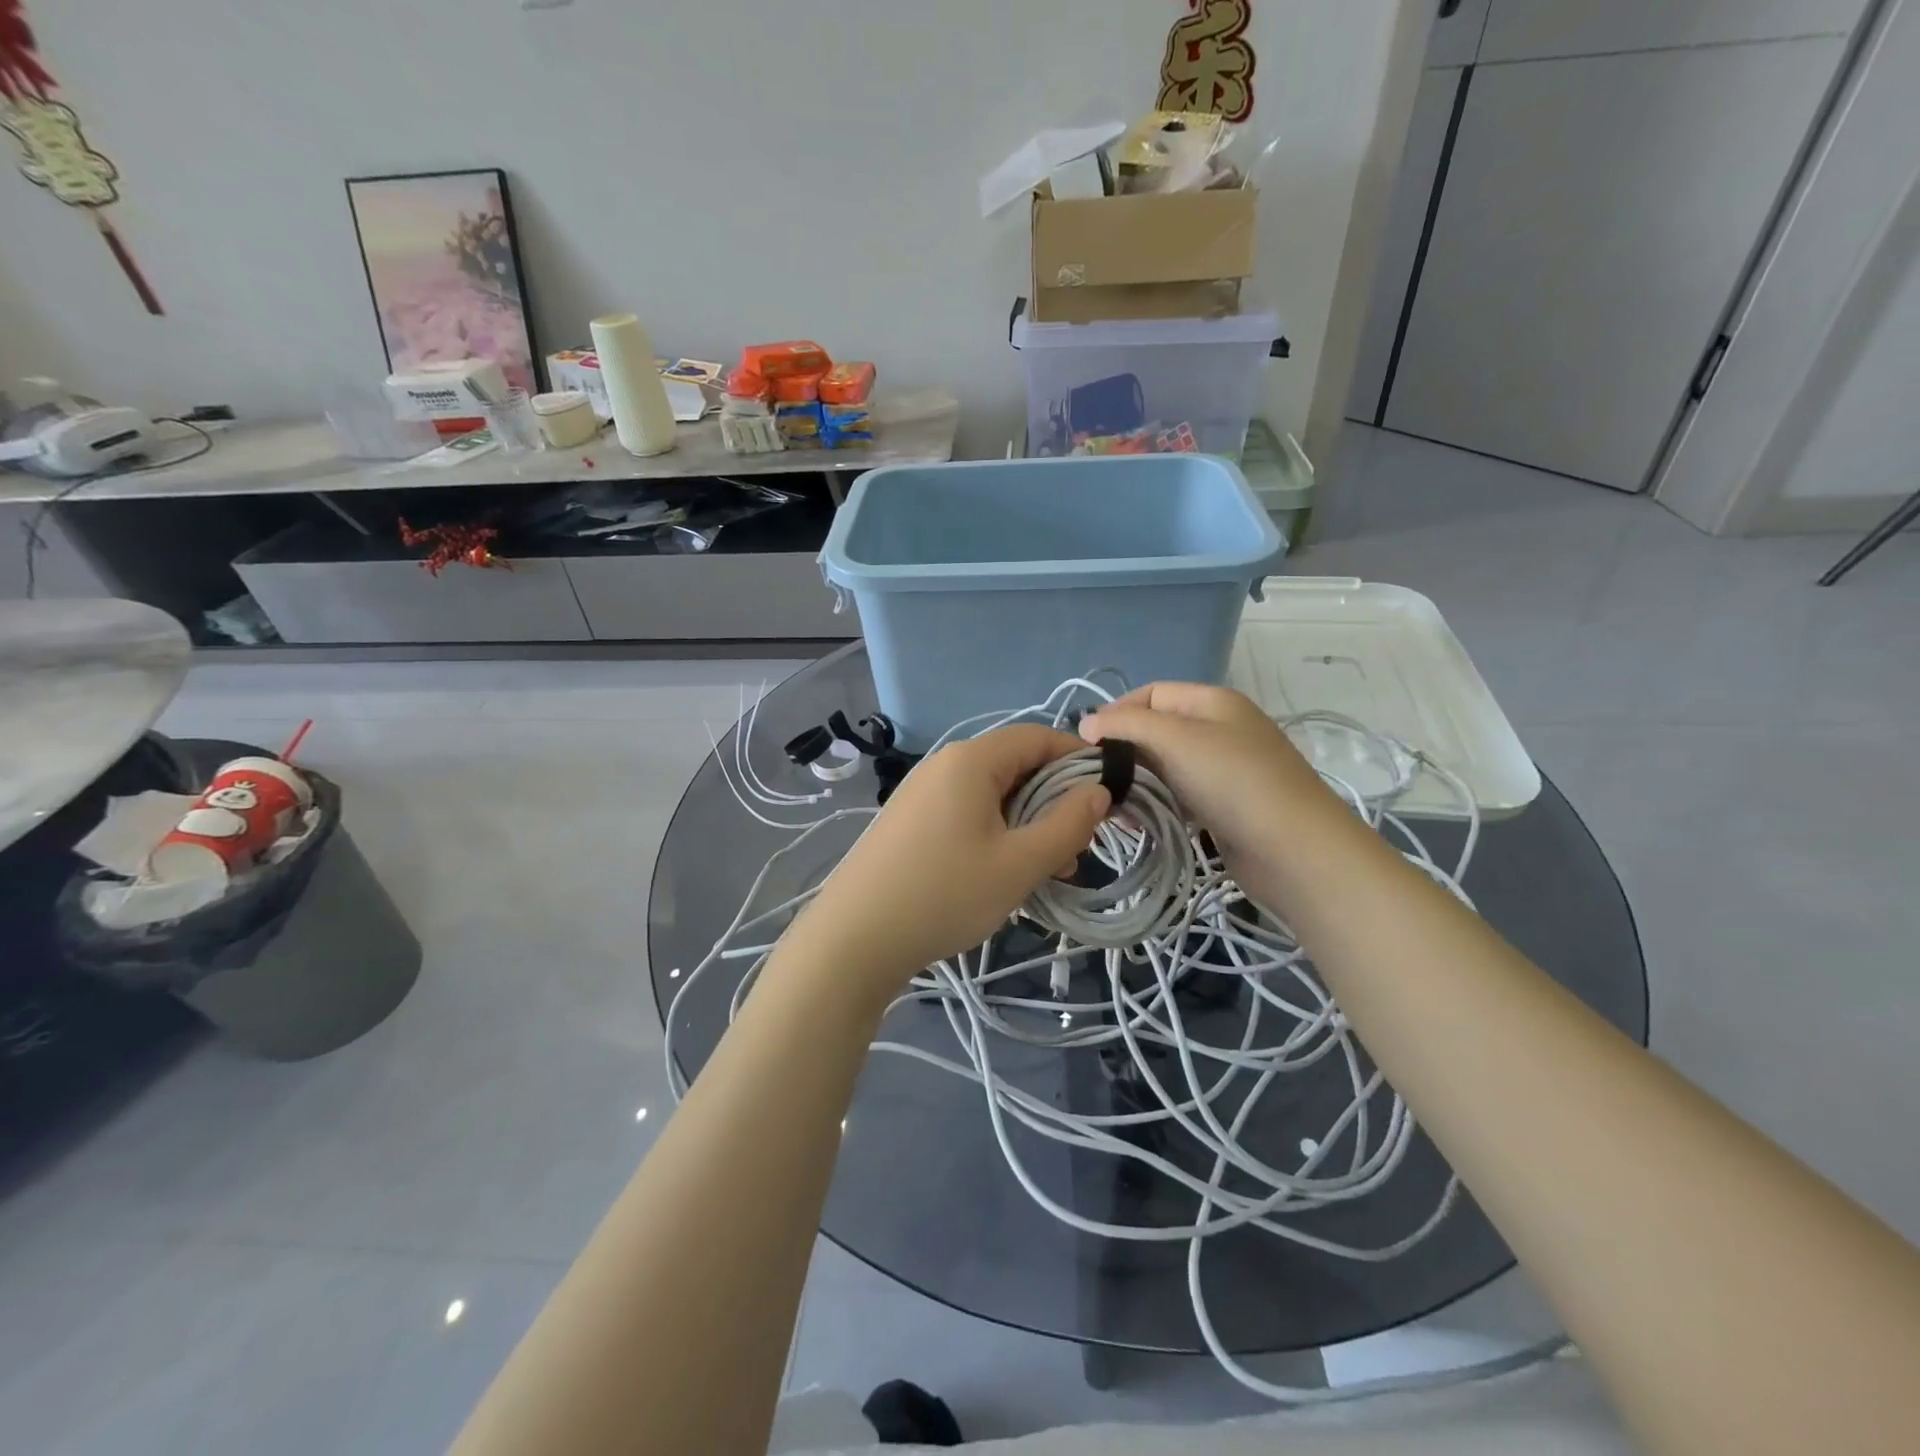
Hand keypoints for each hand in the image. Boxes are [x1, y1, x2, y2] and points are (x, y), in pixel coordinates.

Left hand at [780, 724, 1109, 1007]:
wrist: (853, 939)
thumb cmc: (944, 894)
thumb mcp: (1019, 863)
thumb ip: (1068, 824)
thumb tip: (1099, 792)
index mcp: (971, 760)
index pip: (1039, 737)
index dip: (1080, 760)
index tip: (1112, 796)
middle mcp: (944, 765)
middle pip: (1016, 765)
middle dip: (1056, 800)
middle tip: (1080, 846)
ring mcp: (922, 793)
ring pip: (993, 795)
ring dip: (1029, 823)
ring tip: (1052, 869)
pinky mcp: (910, 821)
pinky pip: (967, 813)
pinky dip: (998, 833)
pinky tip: (1007, 873)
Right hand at [1078, 683, 1338, 869]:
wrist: (1295, 850)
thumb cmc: (1233, 782)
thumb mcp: (1175, 739)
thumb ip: (1127, 724)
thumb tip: (1086, 722)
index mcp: (1212, 702)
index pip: (1150, 693)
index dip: (1116, 712)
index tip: (1087, 744)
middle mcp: (1218, 729)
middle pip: (1156, 730)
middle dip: (1123, 751)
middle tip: (1095, 780)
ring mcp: (1223, 770)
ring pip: (1164, 767)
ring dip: (1136, 782)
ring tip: (1113, 807)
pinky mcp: (1222, 806)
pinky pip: (1178, 796)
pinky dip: (1155, 804)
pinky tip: (1138, 823)